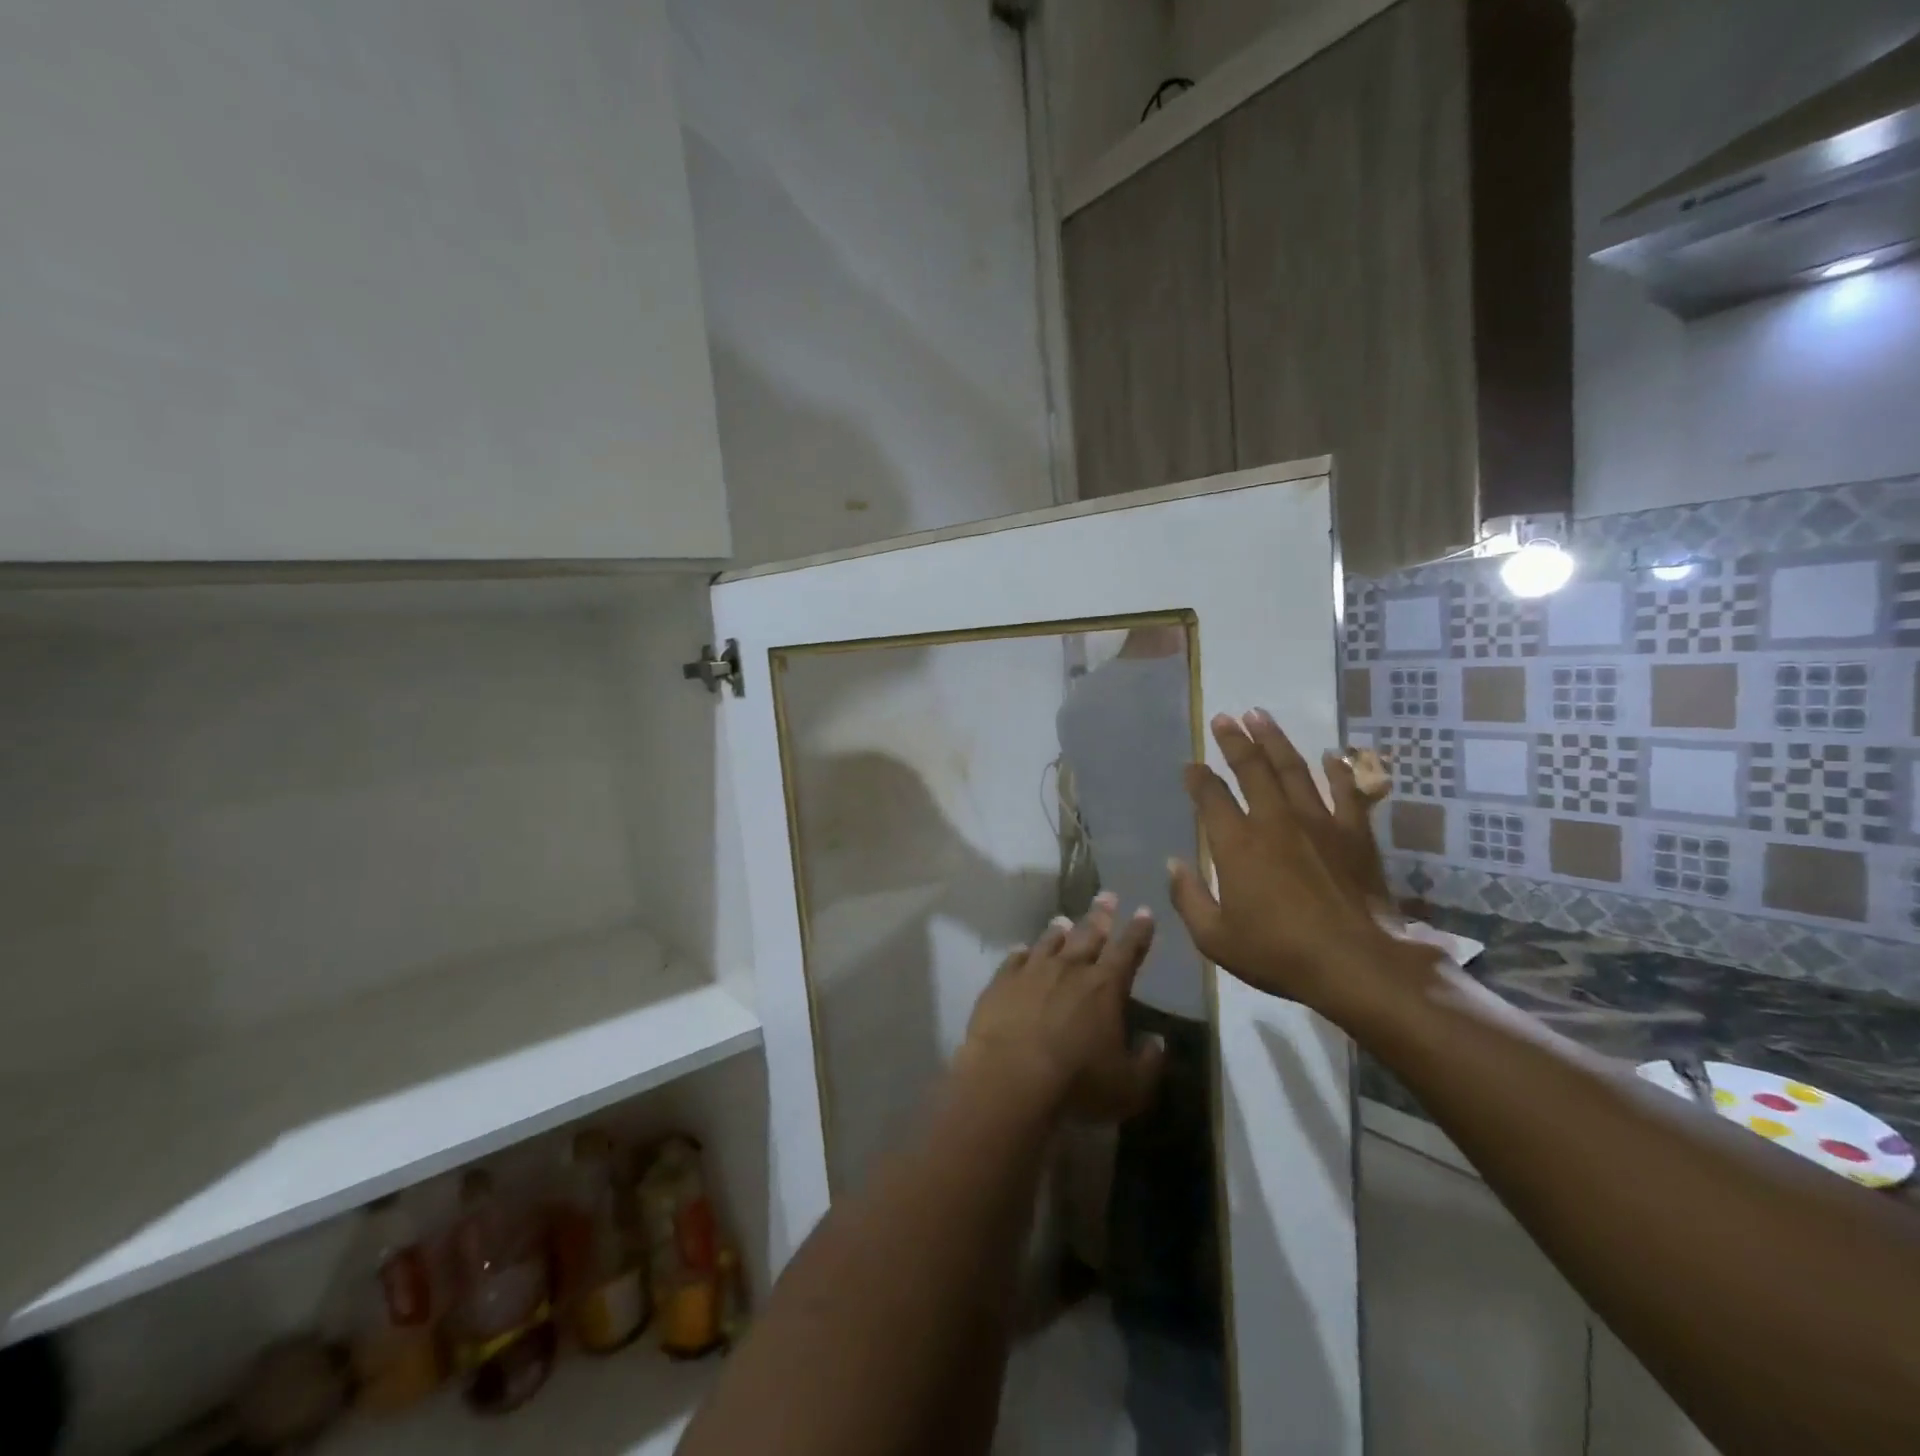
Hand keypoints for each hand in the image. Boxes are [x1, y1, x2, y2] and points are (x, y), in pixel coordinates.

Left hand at [958, 894, 1165, 1123]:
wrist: (1009, 1077)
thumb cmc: (1076, 1083)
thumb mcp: (1129, 1087)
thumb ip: (1148, 1063)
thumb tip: (1157, 1042)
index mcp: (1105, 987)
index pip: (1128, 950)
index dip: (1138, 931)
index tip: (1144, 911)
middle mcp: (1070, 969)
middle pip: (1089, 934)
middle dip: (1101, 915)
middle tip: (1107, 895)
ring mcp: (1032, 971)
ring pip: (1049, 942)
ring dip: (1059, 930)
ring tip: (1064, 920)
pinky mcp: (1001, 982)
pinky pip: (1014, 959)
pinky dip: (1021, 953)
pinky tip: (1021, 949)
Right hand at [1168, 711, 1427, 1022]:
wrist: (1358, 964)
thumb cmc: (1278, 953)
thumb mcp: (1215, 938)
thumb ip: (1188, 897)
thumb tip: (1173, 863)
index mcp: (1237, 843)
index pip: (1211, 796)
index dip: (1197, 778)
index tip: (1191, 765)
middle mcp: (1275, 820)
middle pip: (1251, 767)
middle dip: (1234, 740)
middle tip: (1223, 718)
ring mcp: (1319, 822)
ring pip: (1293, 768)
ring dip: (1275, 739)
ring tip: (1260, 716)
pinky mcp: (1355, 834)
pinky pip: (1347, 791)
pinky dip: (1339, 770)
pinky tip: (1333, 755)